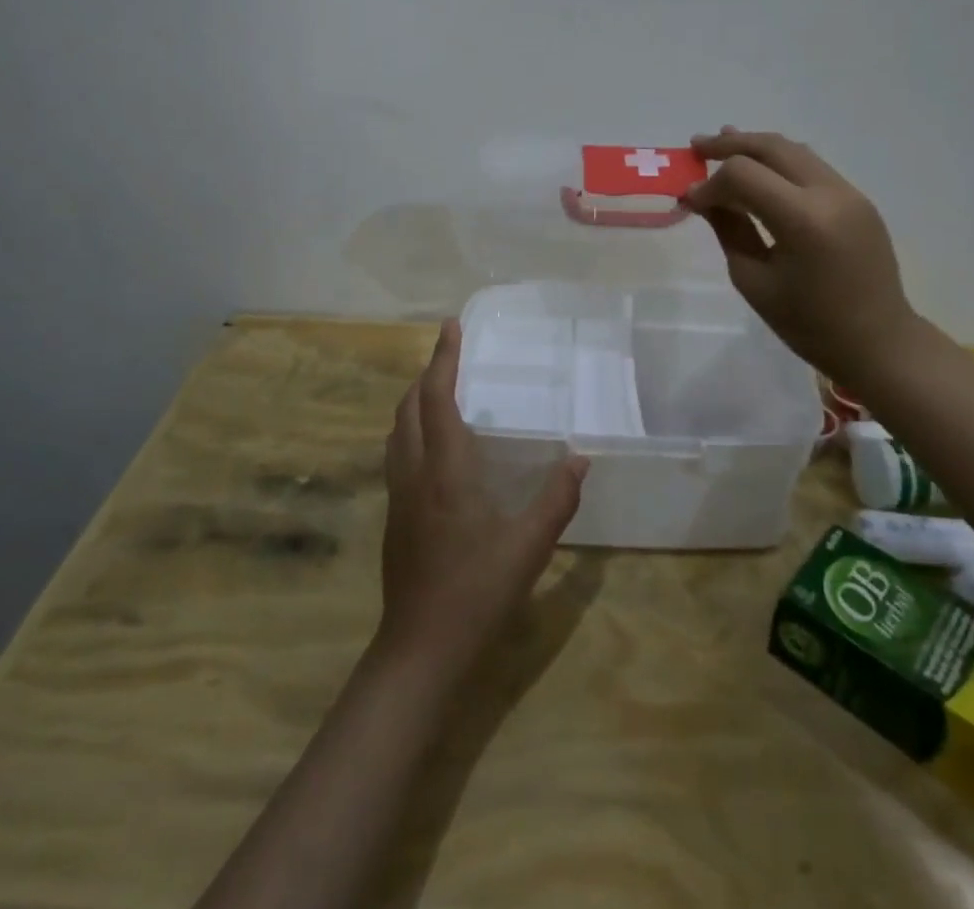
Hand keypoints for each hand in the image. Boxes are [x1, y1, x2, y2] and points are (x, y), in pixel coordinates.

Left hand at [378, 320, 588, 674]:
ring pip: (396, 430)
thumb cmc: (477, 591)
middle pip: (408, 407)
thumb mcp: (529, 547)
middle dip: (426, 374)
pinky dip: (410, 430)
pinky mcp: (393, 516)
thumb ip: (557, 499)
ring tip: (437, 391)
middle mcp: (415, 473)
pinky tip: (431, 447)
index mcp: (446, 470)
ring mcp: (398, 495)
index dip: (443, 359)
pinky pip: (397, 454)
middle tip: (449, 355)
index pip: (437, 399)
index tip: (450, 326)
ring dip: (413, 401)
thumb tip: (581, 458)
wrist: (420, 647)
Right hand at [684, 127, 918, 389]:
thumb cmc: (809, 324)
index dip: (711, 183)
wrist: (879, 342)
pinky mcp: (857, 198)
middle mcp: (830, 193)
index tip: (690, 200)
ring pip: (794, 150)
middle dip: (730, 144)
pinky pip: (811, 166)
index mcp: (803, 220)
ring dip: (755, 146)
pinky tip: (759, 168)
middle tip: (696, 147)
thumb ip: (728, 229)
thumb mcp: (754, 280)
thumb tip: (702, 198)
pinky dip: (779, 161)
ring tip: (722, 142)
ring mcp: (849, 192)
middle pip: (771, 147)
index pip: (744, 175)